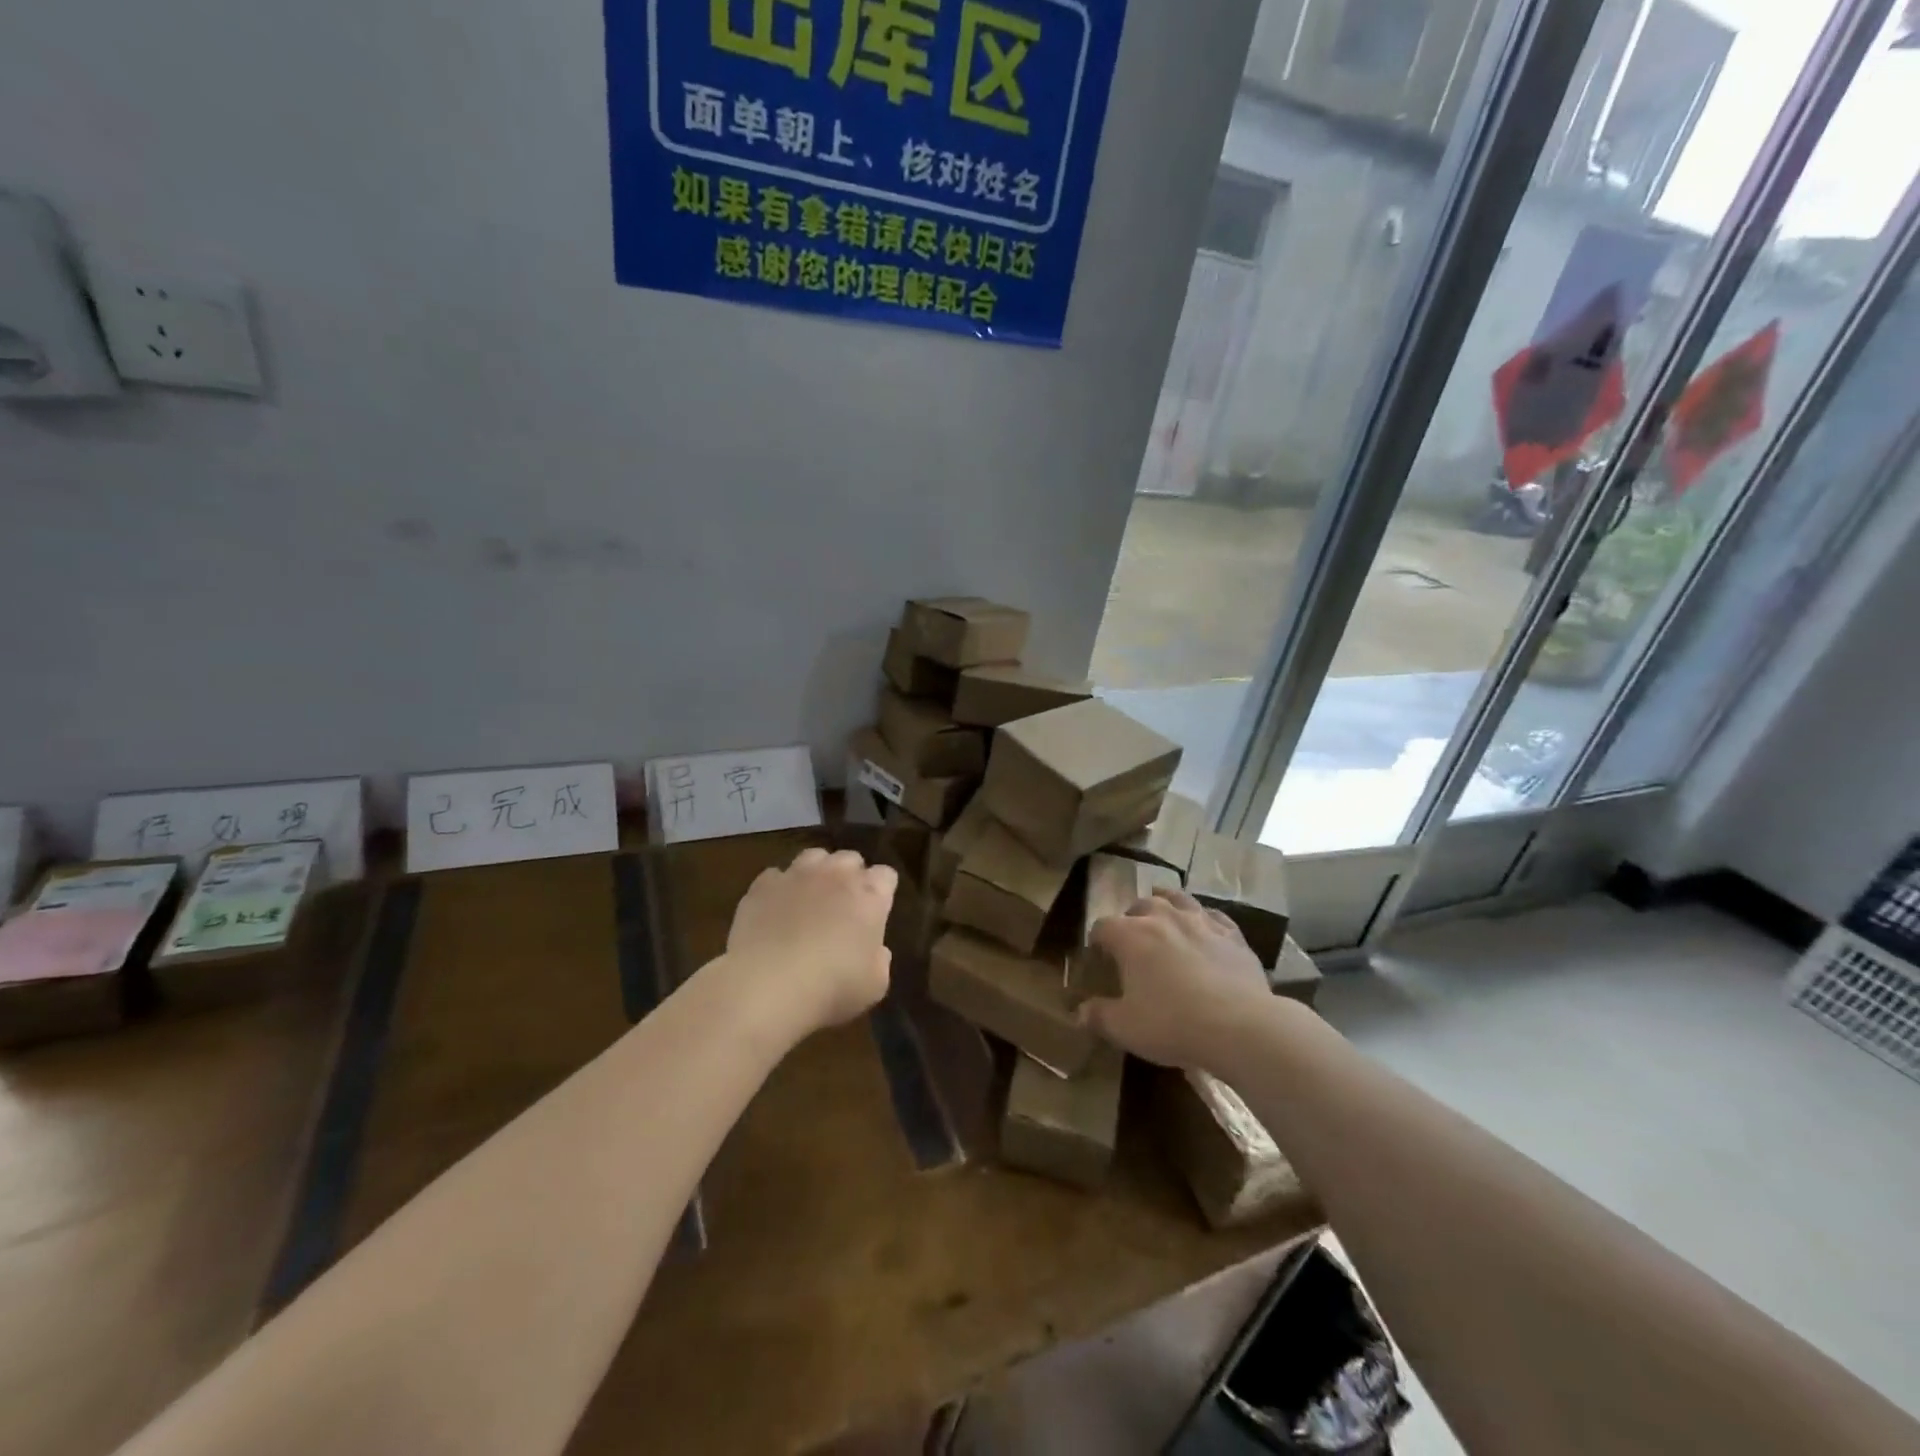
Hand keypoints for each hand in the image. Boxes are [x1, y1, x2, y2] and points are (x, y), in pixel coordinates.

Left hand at [725, 847, 897, 1037]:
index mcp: (870, 896)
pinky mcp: (763, 886)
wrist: (768, 985)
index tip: (877, 910)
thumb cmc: (832, 987)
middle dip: (850, 875)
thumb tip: (876, 950)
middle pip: (850, 859)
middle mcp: (836, 875)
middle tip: (844, 904)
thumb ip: (879, 960)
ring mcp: (797, 875)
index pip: (886, 876)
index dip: (883, 890)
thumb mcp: (874, 985)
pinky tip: (775, 909)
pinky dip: (779, 888)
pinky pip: (775, 876)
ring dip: (816, 872)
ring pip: (813, 856)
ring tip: (809, 897)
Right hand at [1080, 888, 1272, 1071]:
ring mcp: (1200, 921)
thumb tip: (1079, 1013)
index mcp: (1130, 936)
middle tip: (1132, 943)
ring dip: (1166, 905)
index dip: (1096, 942)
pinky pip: (1213, 916)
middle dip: (1131, 919)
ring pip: (1178, 899)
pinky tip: (1205, 930)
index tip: (1097, 959)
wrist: (1240, 1026)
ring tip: (1164, 916)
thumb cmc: (1173, 1024)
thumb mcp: (1125, 1027)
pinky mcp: (1232, 934)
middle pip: (1140, 906)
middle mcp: (1163, 918)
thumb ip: (1098, 1016)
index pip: (1102, 927)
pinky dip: (1204, 919)